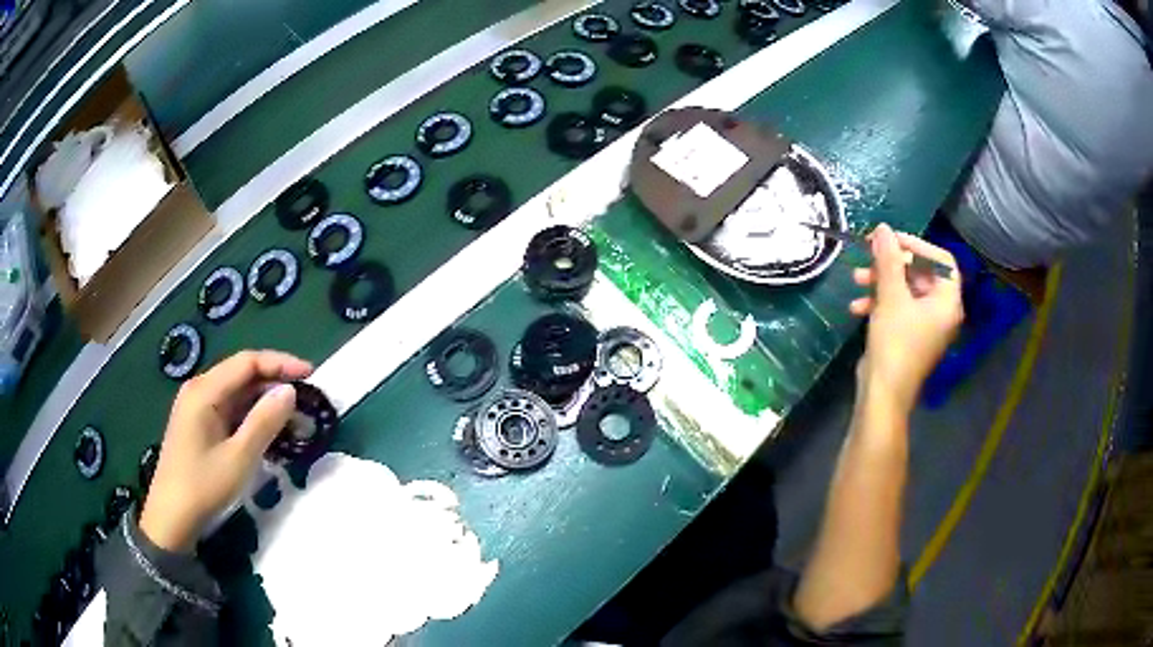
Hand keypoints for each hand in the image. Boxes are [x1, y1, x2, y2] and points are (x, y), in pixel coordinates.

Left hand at [139, 351, 312, 551]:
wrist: (171, 518)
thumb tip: (289, 390)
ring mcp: (196, 407)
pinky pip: (229, 410)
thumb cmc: (203, 486)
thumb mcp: (239, 458)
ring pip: (236, 393)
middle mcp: (199, 390)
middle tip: (305, 399)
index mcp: (205, 391)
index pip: (247, 362)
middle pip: (241, 374)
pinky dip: (250, 416)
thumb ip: (264, 421)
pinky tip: (267, 430)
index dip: (280, 363)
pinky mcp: (198, 424)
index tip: (311, 374)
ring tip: (292, 417)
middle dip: (274, 383)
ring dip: (264, 401)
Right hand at [848, 224, 962, 411]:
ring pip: (906, 290)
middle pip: (921, 273)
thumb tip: (883, 228)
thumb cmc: (895, 343)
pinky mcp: (909, 336)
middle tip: (868, 256)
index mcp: (947, 301)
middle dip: (891, 264)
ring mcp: (925, 325)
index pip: (940, 259)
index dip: (916, 245)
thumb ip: (888, 259)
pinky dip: (880, 302)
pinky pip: (899, 308)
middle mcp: (941, 311)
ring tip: (857, 280)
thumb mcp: (891, 296)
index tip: (890, 240)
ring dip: (881, 282)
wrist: (883, 394)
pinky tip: (857, 306)